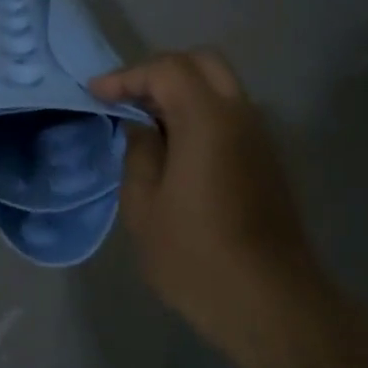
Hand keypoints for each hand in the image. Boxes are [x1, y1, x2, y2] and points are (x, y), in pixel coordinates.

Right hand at [91, 50, 321, 349]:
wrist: (270, 304)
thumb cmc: (196, 256)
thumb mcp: (144, 207)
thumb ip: (139, 154)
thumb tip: (142, 129)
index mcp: (208, 120)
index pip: (166, 69)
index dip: (127, 76)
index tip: (97, 94)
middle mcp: (240, 116)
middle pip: (202, 63)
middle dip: (160, 72)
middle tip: (128, 98)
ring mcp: (260, 137)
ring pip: (221, 86)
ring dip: (183, 91)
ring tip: (147, 121)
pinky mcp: (268, 160)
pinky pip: (231, 114)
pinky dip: (201, 111)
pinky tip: (176, 146)